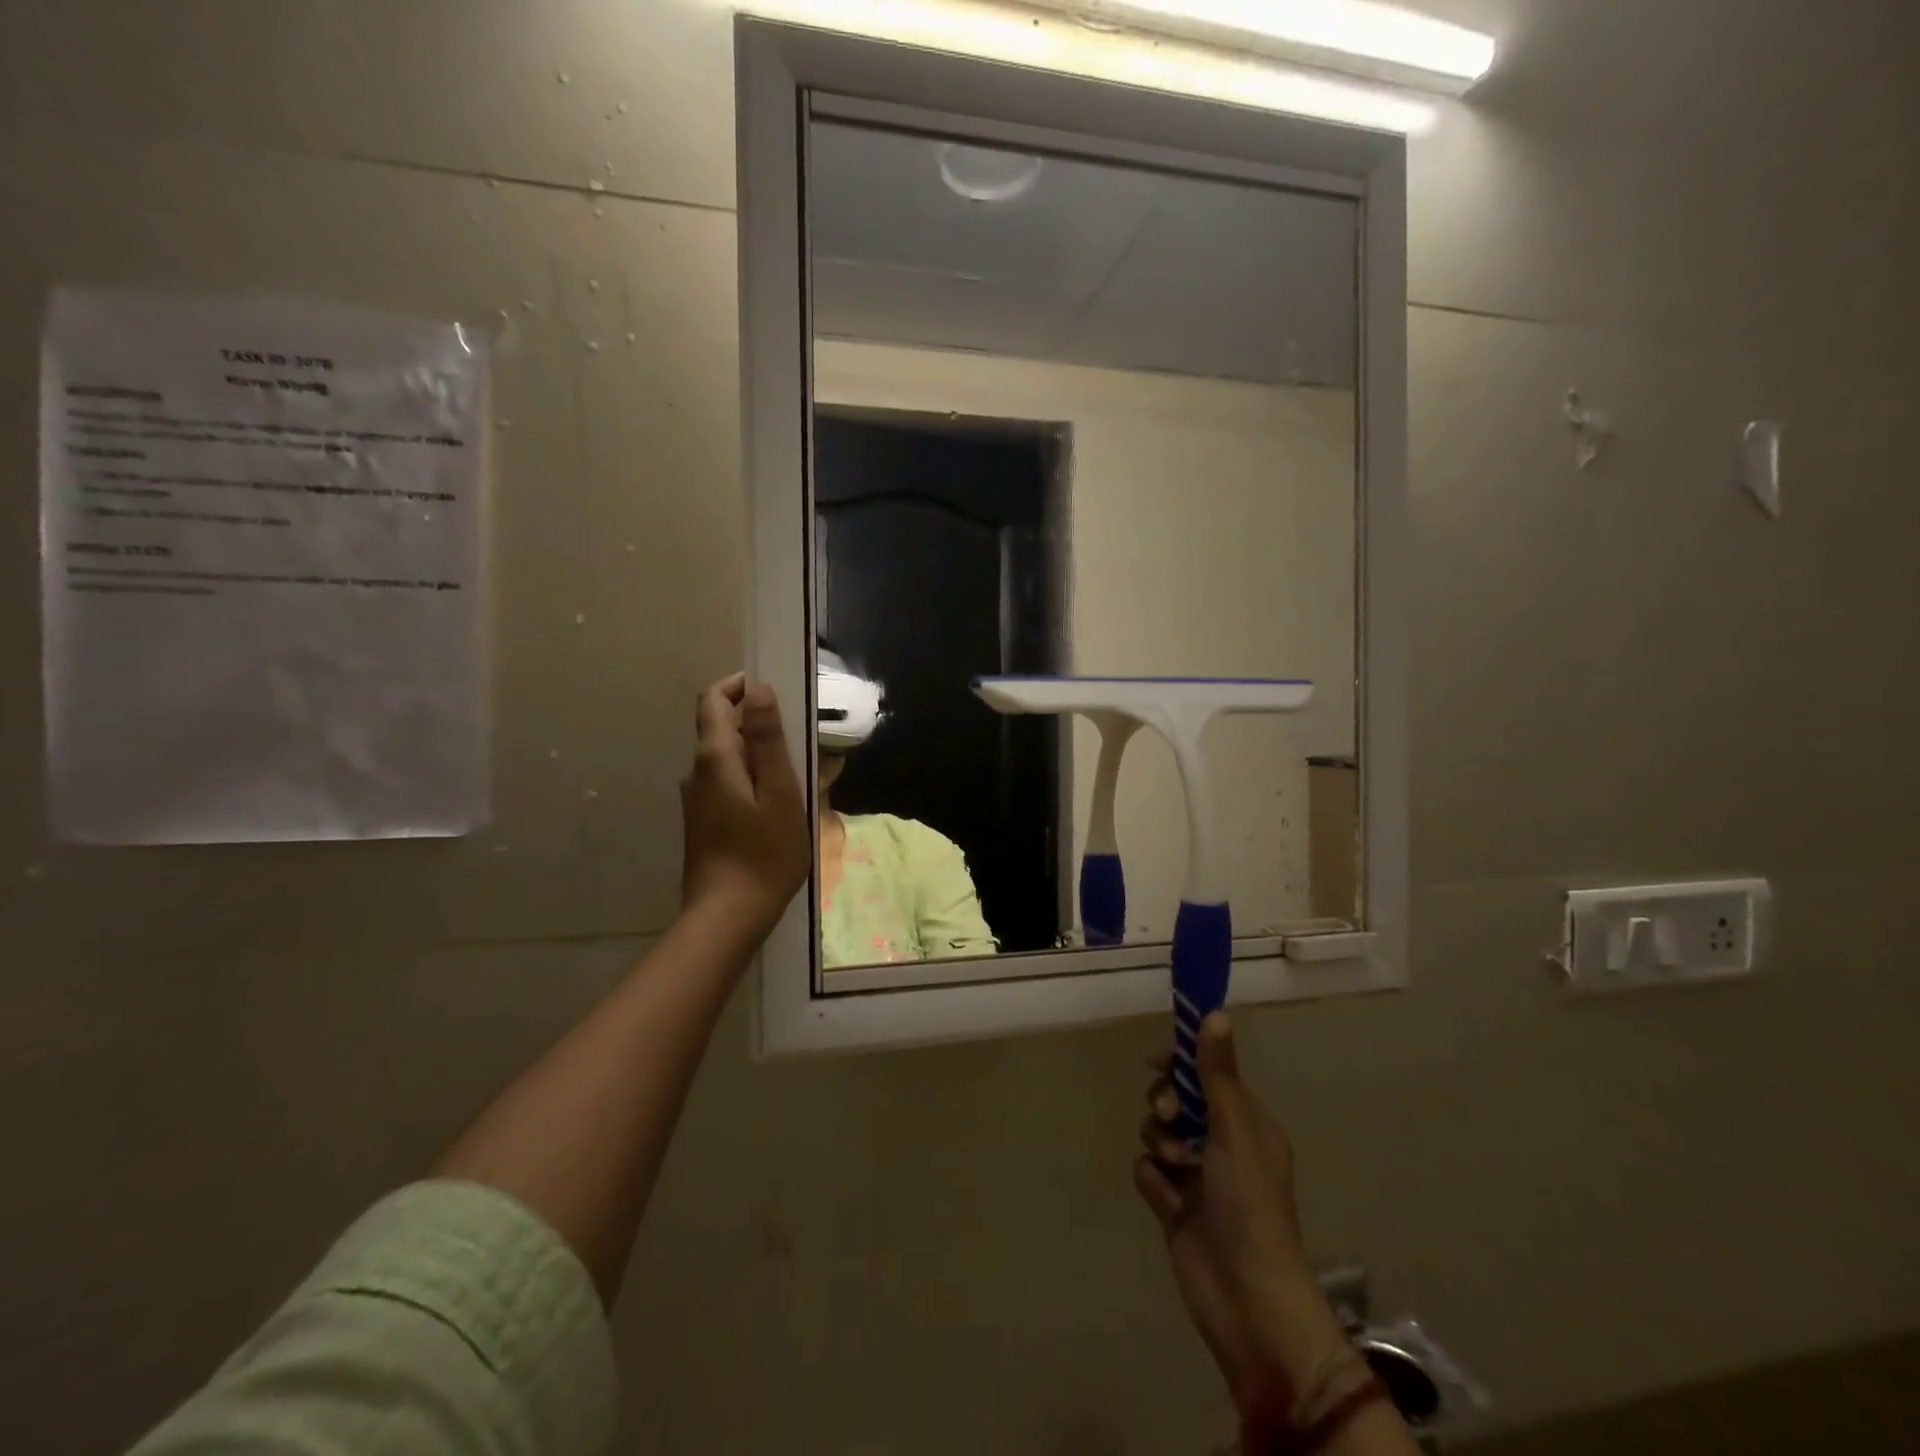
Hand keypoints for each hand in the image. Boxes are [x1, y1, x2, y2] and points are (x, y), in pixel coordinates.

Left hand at [680, 673, 809, 934]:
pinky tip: (778, 804)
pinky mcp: (703, 823)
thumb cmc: (764, 853)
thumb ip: (767, 740)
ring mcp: (697, 800)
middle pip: (719, 729)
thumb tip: (759, 690)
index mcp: (714, 758)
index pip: (714, 700)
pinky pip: (727, 784)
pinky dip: (751, 779)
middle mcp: (697, 773)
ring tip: (798, 772)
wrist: (728, 916)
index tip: (771, 690)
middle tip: (798, 737)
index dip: (738, 686)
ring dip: (757, 754)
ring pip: (726, 760)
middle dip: (755, 722)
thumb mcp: (779, 792)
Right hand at [1135, 1013, 1349, 1407]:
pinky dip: (1154, 1182)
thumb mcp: (1234, 1130)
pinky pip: (1148, 1171)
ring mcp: (1197, 1176)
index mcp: (1246, 1123)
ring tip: (1175, 1171)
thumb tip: (1216, 1012)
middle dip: (1166, 1105)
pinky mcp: (1175, 1205)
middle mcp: (1221, 1144)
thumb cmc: (1250, 1205)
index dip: (1180, 1064)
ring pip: (1158, 1134)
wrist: (1247, 1300)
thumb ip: (1217, 1072)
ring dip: (1160, 1145)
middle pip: (1176, 1101)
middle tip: (1169, 1118)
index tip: (1155, 1062)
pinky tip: (1168, 1202)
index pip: (1207, 1074)